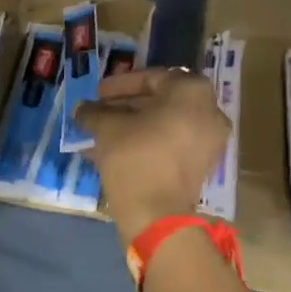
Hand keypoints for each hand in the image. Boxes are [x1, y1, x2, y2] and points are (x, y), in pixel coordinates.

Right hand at [77, 67, 229, 243]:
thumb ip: (94, 113)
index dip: (120, 84)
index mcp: (192, 92)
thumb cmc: (135, 158)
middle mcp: (208, 111)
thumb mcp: (107, 129)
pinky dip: (145, 143)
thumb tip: (81, 109)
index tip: (97, 93)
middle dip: (124, 106)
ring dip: (131, 126)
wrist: (156, 214)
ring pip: (164, 125)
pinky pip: (170, 144)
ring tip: (100, 134)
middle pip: (160, 101)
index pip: (152, 77)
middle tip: (98, 112)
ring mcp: (208, 141)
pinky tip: (113, 151)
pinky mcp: (200, 165)